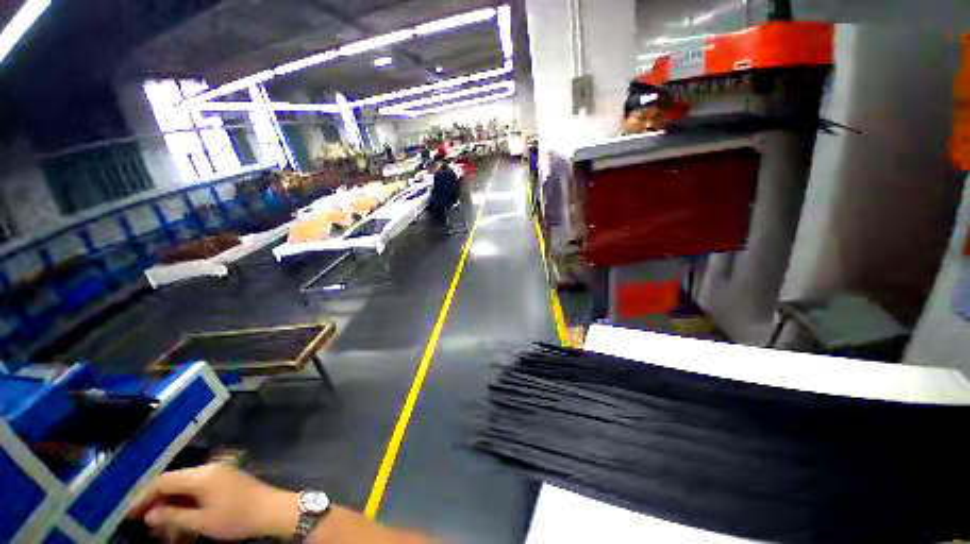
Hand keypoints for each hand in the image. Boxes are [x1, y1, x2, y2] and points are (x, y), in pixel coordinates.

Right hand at [129, 464, 298, 540]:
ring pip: (185, 485)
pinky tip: (180, 516)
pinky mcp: (226, 479)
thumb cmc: (236, 518)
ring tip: (159, 523)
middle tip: (141, 519)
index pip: (163, 481)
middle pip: (174, 481)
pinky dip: (186, 501)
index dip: (144, 497)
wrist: (272, 510)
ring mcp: (220, 472)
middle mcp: (209, 468)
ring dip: (171, 502)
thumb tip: (149, 515)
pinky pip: (199, 487)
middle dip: (156, 500)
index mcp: (201, 475)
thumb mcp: (201, 522)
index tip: (129, 514)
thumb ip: (173, 516)